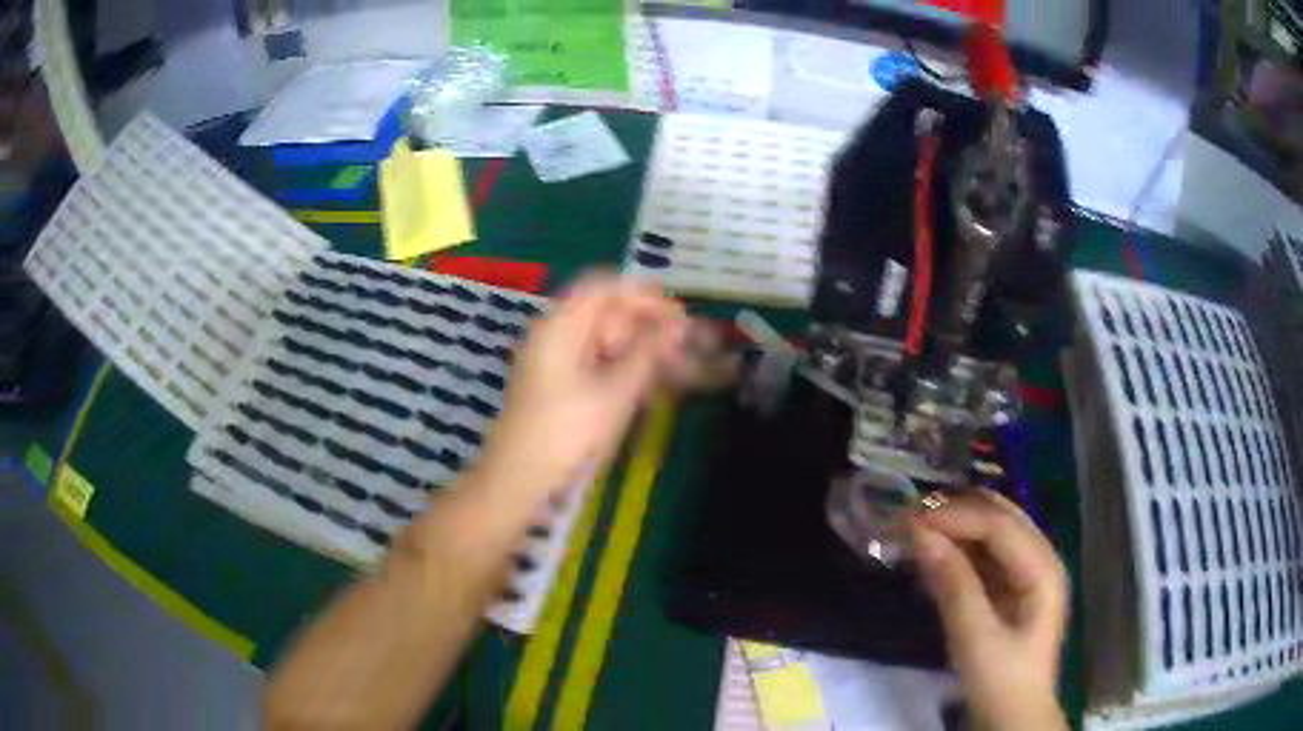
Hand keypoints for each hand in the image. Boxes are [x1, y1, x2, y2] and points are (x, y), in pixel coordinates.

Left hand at [475, 274, 688, 504]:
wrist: (519, 480)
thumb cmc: (566, 432)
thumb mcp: (615, 392)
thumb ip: (648, 353)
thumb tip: (678, 326)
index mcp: (560, 325)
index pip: (604, 287)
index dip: (644, 295)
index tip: (679, 313)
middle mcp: (555, 335)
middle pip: (606, 314)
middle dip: (648, 326)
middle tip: (686, 346)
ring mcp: (555, 361)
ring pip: (606, 342)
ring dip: (642, 350)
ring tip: (679, 369)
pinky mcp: (559, 387)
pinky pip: (598, 365)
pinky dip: (626, 370)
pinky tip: (653, 386)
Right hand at [912, 490, 1068, 730]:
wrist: (1014, 716)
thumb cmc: (1001, 681)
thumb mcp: (975, 638)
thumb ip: (953, 585)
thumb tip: (921, 537)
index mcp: (1043, 568)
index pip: (1000, 525)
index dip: (957, 517)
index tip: (912, 521)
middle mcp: (1041, 559)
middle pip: (1002, 518)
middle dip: (958, 512)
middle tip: (913, 518)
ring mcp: (1030, 572)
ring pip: (994, 532)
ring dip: (959, 528)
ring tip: (919, 532)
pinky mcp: (1015, 588)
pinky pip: (988, 555)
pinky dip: (962, 550)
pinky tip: (936, 556)